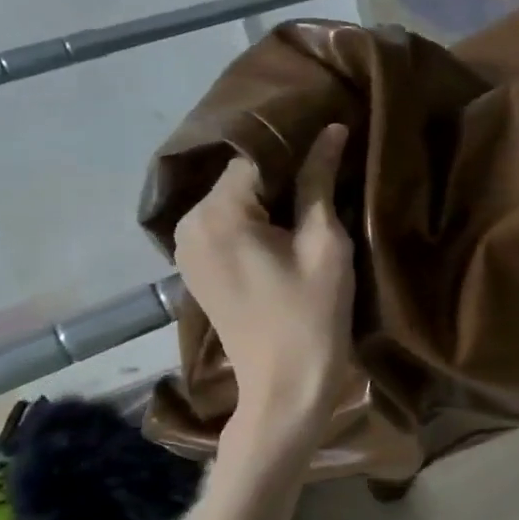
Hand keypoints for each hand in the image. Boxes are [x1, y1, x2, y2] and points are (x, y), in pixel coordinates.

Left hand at [173, 125, 353, 431]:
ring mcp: (186, 248)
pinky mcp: (195, 269)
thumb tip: (331, 131)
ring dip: (270, 196)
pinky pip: (227, 225)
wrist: (285, 388)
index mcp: (217, 213)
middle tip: (328, 172)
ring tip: (312, 198)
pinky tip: (286, 228)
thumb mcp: (324, 244)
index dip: (297, 147)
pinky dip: (255, 219)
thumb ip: (319, 181)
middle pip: (242, 176)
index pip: (258, 155)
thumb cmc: (312, 316)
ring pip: (234, 199)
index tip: (332, 142)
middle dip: (283, 172)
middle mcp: (188, 223)